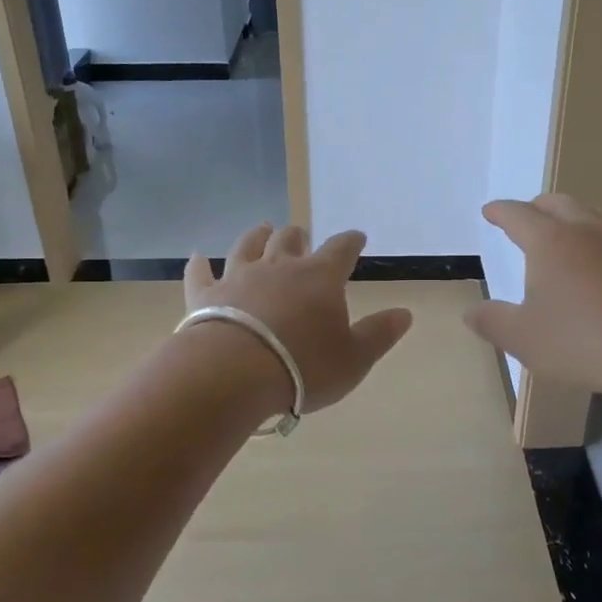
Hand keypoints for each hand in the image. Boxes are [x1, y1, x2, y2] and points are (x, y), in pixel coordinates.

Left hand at [184, 223, 412, 413]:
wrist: (234, 373)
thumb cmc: (303, 367)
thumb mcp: (354, 358)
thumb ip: (379, 334)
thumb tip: (405, 313)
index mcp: (319, 277)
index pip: (341, 249)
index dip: (350, 241)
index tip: (356, 237)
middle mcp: (279, 267)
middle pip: (290, 239)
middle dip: (299, 235)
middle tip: (302, 235)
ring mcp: (239, 277)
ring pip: (248, 245)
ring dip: (257, 235)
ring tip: (263, 228)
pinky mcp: (205, 295)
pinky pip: (201, 274)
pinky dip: (199, 265)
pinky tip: (197, 257)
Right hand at [466, 194, 601, 409]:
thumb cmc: (582, 342)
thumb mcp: (523, 339)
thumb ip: (492, 322)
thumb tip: (470, 312)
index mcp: (550, 242)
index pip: (518, 215)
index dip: (500, 212)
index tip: (490, 211)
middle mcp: (588, 232)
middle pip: (560, 204)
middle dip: (538, 206)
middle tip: (528, 214)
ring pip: (598, 215)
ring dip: (578, 216)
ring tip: (571, 228)